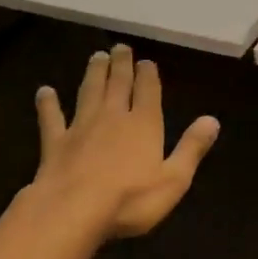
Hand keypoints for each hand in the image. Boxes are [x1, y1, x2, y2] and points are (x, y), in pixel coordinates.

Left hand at [23, 45, 220, 240]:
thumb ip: (192, 148)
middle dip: (121, 65)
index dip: (148, 75)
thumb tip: (212, 120)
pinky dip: (48, 104)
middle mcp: (113, 117)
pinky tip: (44, 92)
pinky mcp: (55, 143)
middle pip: (118, 84)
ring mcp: (81, 128)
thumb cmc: (130, 199)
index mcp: (144, 124)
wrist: (72, 211)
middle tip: (120, 47)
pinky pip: (51, 119)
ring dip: (94, 74)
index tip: (146, 61)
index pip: (148, 91)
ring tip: (96, 57)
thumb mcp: (174, 179)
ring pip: (89, 92)